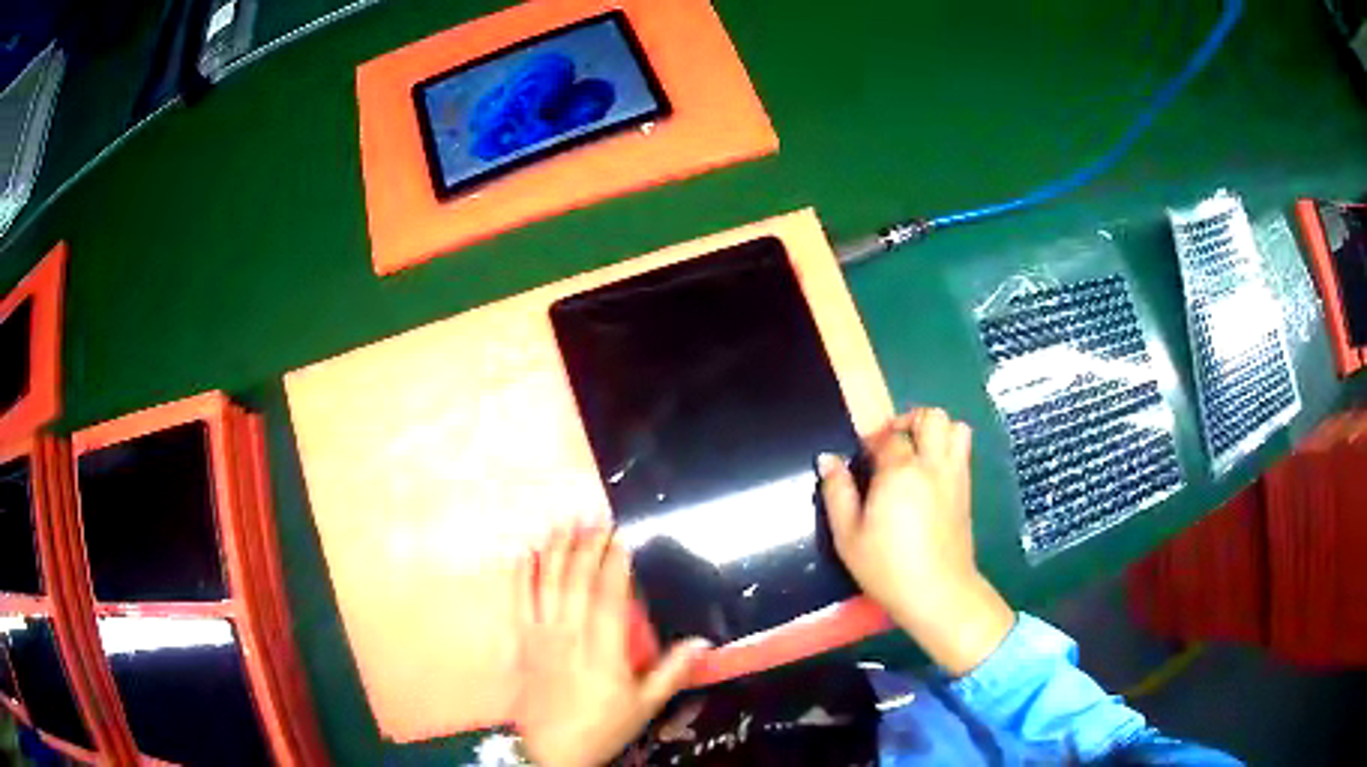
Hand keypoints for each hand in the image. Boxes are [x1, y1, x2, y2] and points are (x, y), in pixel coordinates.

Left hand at [513, 528, 709, 766]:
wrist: (548, 750)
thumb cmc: (601, 726)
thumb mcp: (644, 706)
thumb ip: (671, 672)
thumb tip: (701, 643)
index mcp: (603, 650)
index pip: (610, 597)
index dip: (616, 564)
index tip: (623, 537)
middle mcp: (569, 635)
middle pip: (576, 581)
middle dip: (587, 545)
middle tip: (596, 517)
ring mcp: (541, 635)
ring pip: (546, 584)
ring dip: (556, 550)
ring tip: (565, 522)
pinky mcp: (521, 641)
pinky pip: (517, 601)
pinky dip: (520, 574)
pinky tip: (524, 552)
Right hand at [819, 408, 1013, 675]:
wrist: (938, 592)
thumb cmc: (887, 568)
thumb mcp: (848, 536)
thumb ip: (837, 492)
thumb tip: (827, 459)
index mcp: (900, 472)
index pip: (887, 436)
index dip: (872, 440)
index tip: (861, 457)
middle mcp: (932, 465)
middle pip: (930, 417)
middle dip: (909, 421)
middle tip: (892, 444)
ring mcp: (955, 476)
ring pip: (956, 428)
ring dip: (936, 431)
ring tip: (917, 453)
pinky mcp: (967, 491)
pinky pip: (963, 452)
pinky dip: (949, 449)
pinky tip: (930, 475)